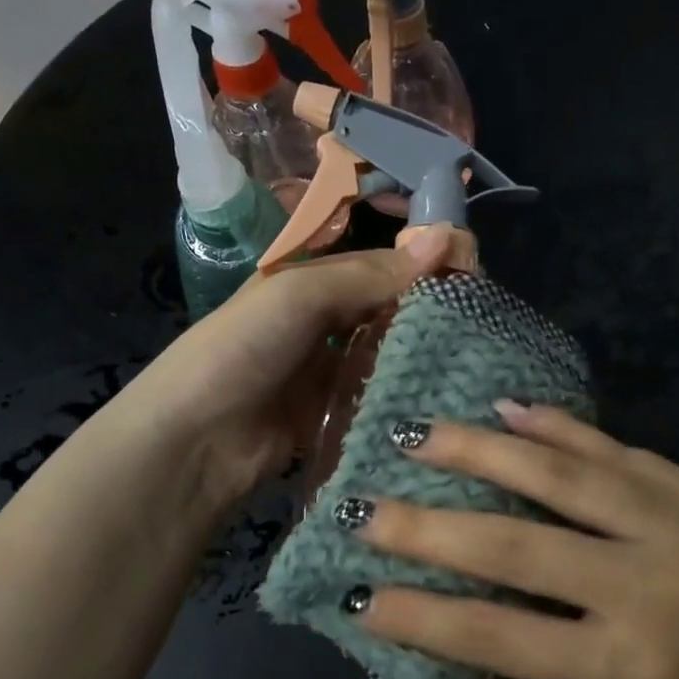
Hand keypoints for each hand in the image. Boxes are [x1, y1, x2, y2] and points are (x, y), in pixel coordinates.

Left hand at [117, 230, 453, 506]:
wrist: (194, 440)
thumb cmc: (243, 348)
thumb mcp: (302, 295)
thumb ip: (371, 273)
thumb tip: (446, 238)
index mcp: (309, 281)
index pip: (379, 265)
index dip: (423, 267)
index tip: (476, 278)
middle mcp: (321, 322)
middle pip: (387, 310)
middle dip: (429, 314)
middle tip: (484, 325)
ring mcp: (327, 371)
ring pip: (387, 355)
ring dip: (421, 356)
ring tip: (476, 360)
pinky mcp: (334, 414)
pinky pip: (377, 397)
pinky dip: (404, 395)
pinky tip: (443, 398)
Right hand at [350, 403, 678, 678]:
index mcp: (632, 669)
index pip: (496, 636)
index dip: (420, 617)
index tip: (360, 596)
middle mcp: (647, 583)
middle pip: (513, 544)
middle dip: (427, 525)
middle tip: (364, 504)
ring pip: (559, 474)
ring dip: (481, 451)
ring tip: (420, 435)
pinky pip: (617, 450)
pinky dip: (559, 426)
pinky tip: (510, 408)